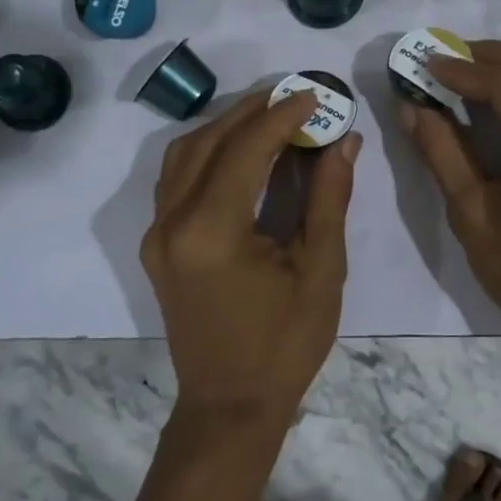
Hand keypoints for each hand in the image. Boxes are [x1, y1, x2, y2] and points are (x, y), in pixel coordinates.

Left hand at [142, 88, 360, 431]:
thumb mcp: (321, 271)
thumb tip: (343, 140)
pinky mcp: (157, 245)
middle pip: (207, 142)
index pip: (246, 150)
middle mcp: (172, 223)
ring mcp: (157, 234)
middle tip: (293, 94)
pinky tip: (238, 150)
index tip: (314, 95)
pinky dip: (206, 153)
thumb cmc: (285, 345)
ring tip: (268, 115)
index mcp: (213, 232)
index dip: (282, 116)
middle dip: (252, 111)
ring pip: (183, 155)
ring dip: (224, 127)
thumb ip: (328, 198)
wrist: (229, 405)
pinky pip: (176, 180)